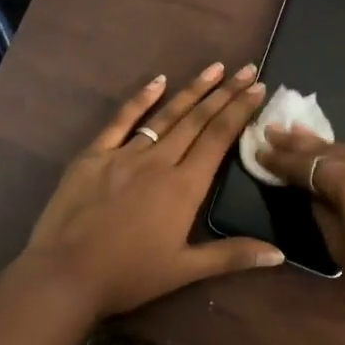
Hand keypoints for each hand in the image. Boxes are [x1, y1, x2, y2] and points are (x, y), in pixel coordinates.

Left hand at [14, 63, 282, 319]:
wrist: (65, 274)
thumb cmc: (128, 275)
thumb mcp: (184, 271)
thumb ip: (231, 255)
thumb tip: (279, 253)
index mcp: (184, 187)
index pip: (219, 139)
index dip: (239, 111)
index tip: (258, 88)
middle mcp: (159, 161)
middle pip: (197, 120)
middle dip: (224, 92)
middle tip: (247, 69)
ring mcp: (125, 153)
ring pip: (166, 115)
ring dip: (192, 90)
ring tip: (214, 68)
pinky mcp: (94, 154)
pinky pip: (122, 120)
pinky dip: (141, 99)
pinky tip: (158, 80)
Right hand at [258, 127, 344, 344]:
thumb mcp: (342, 251)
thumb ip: (322, 210)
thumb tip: (313, 189)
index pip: (309, 164)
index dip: (282, 158)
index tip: (261, 146)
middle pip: (336, 150)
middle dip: (305, 144)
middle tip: (278, 130)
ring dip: (342, 155)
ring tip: (314, 145)